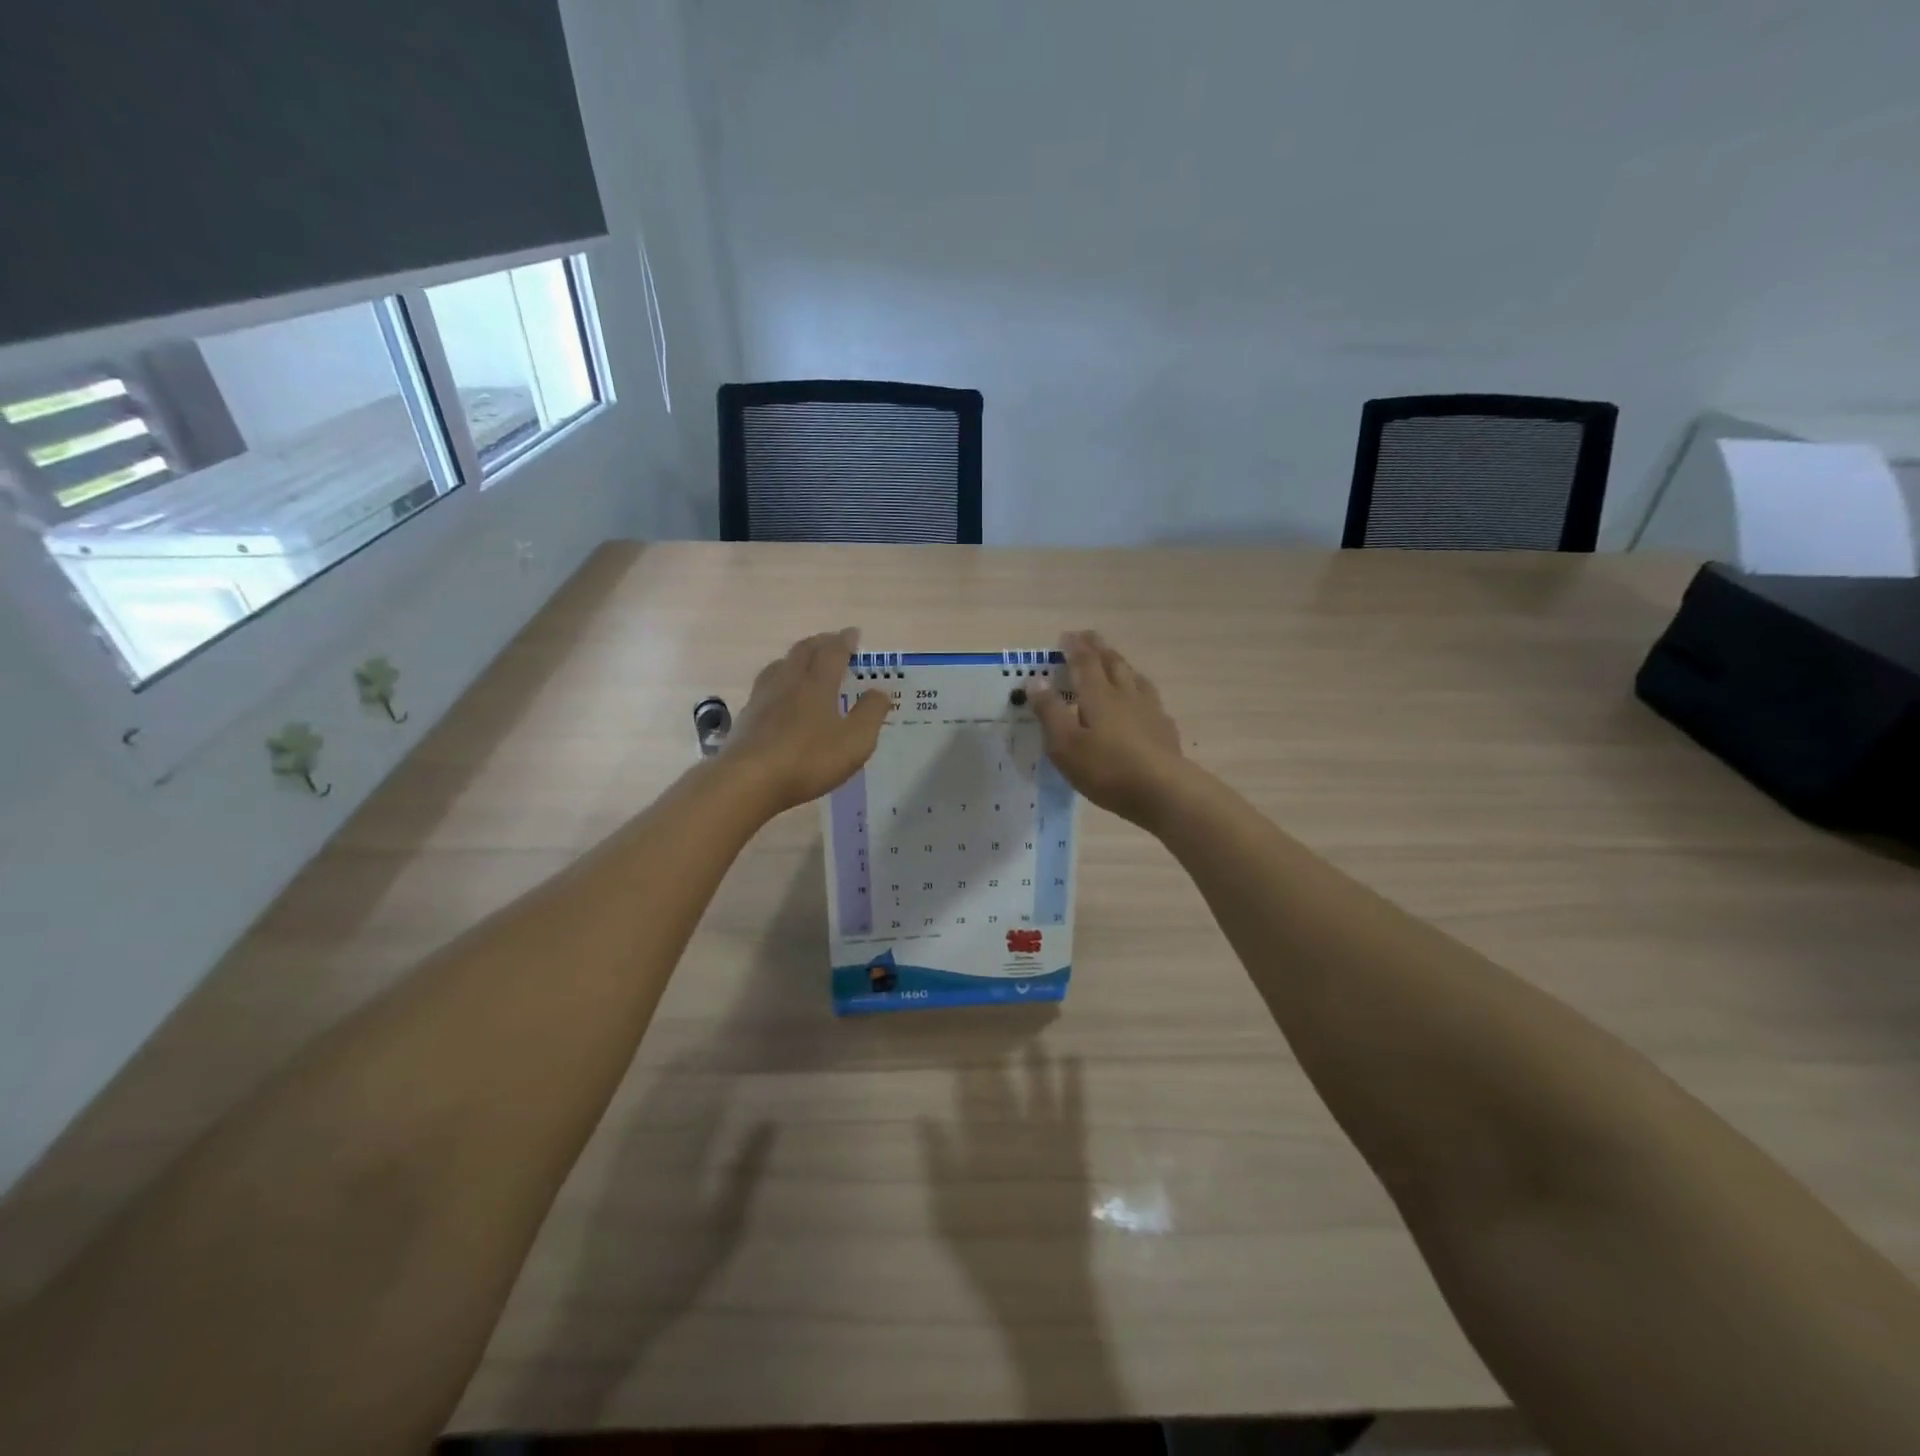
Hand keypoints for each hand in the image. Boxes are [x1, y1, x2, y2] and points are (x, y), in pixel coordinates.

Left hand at [723, 628, 891, 813]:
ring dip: (794, 658)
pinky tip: (777, 695)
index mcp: (817, 684)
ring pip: (779, 666)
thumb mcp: (855, 741)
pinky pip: (764, 687)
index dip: (845, 641)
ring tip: (802, 662)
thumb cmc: (809, 759)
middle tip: (831, 642)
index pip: (833, 652)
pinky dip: (777, 681)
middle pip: (803, 651)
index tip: (853, 633)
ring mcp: (762, 698)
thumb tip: (880, 692)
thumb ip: (871, 714)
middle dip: (819, 643)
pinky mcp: (746, 717)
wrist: (748, 780)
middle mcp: (788, 682)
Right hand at [1030, 630, 1185, 826]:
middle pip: (1113, 663)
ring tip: (1116, 661)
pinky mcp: (1165, 729)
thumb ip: (1049, 711)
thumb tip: (1035, 680)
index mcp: (1098, 695)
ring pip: (1135, 678)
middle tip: (1089, 638)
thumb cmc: (1106, 769)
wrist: (1163, 791)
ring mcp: (1149, 710)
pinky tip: (1143, 702)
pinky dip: (1140, 692)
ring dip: (1122, 665)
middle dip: (1098, 648)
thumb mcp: (1065, 744)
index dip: (1074, 647)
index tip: (1066, 636)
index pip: (1084, 662)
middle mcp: (1125, 694)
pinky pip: (1151, 700)